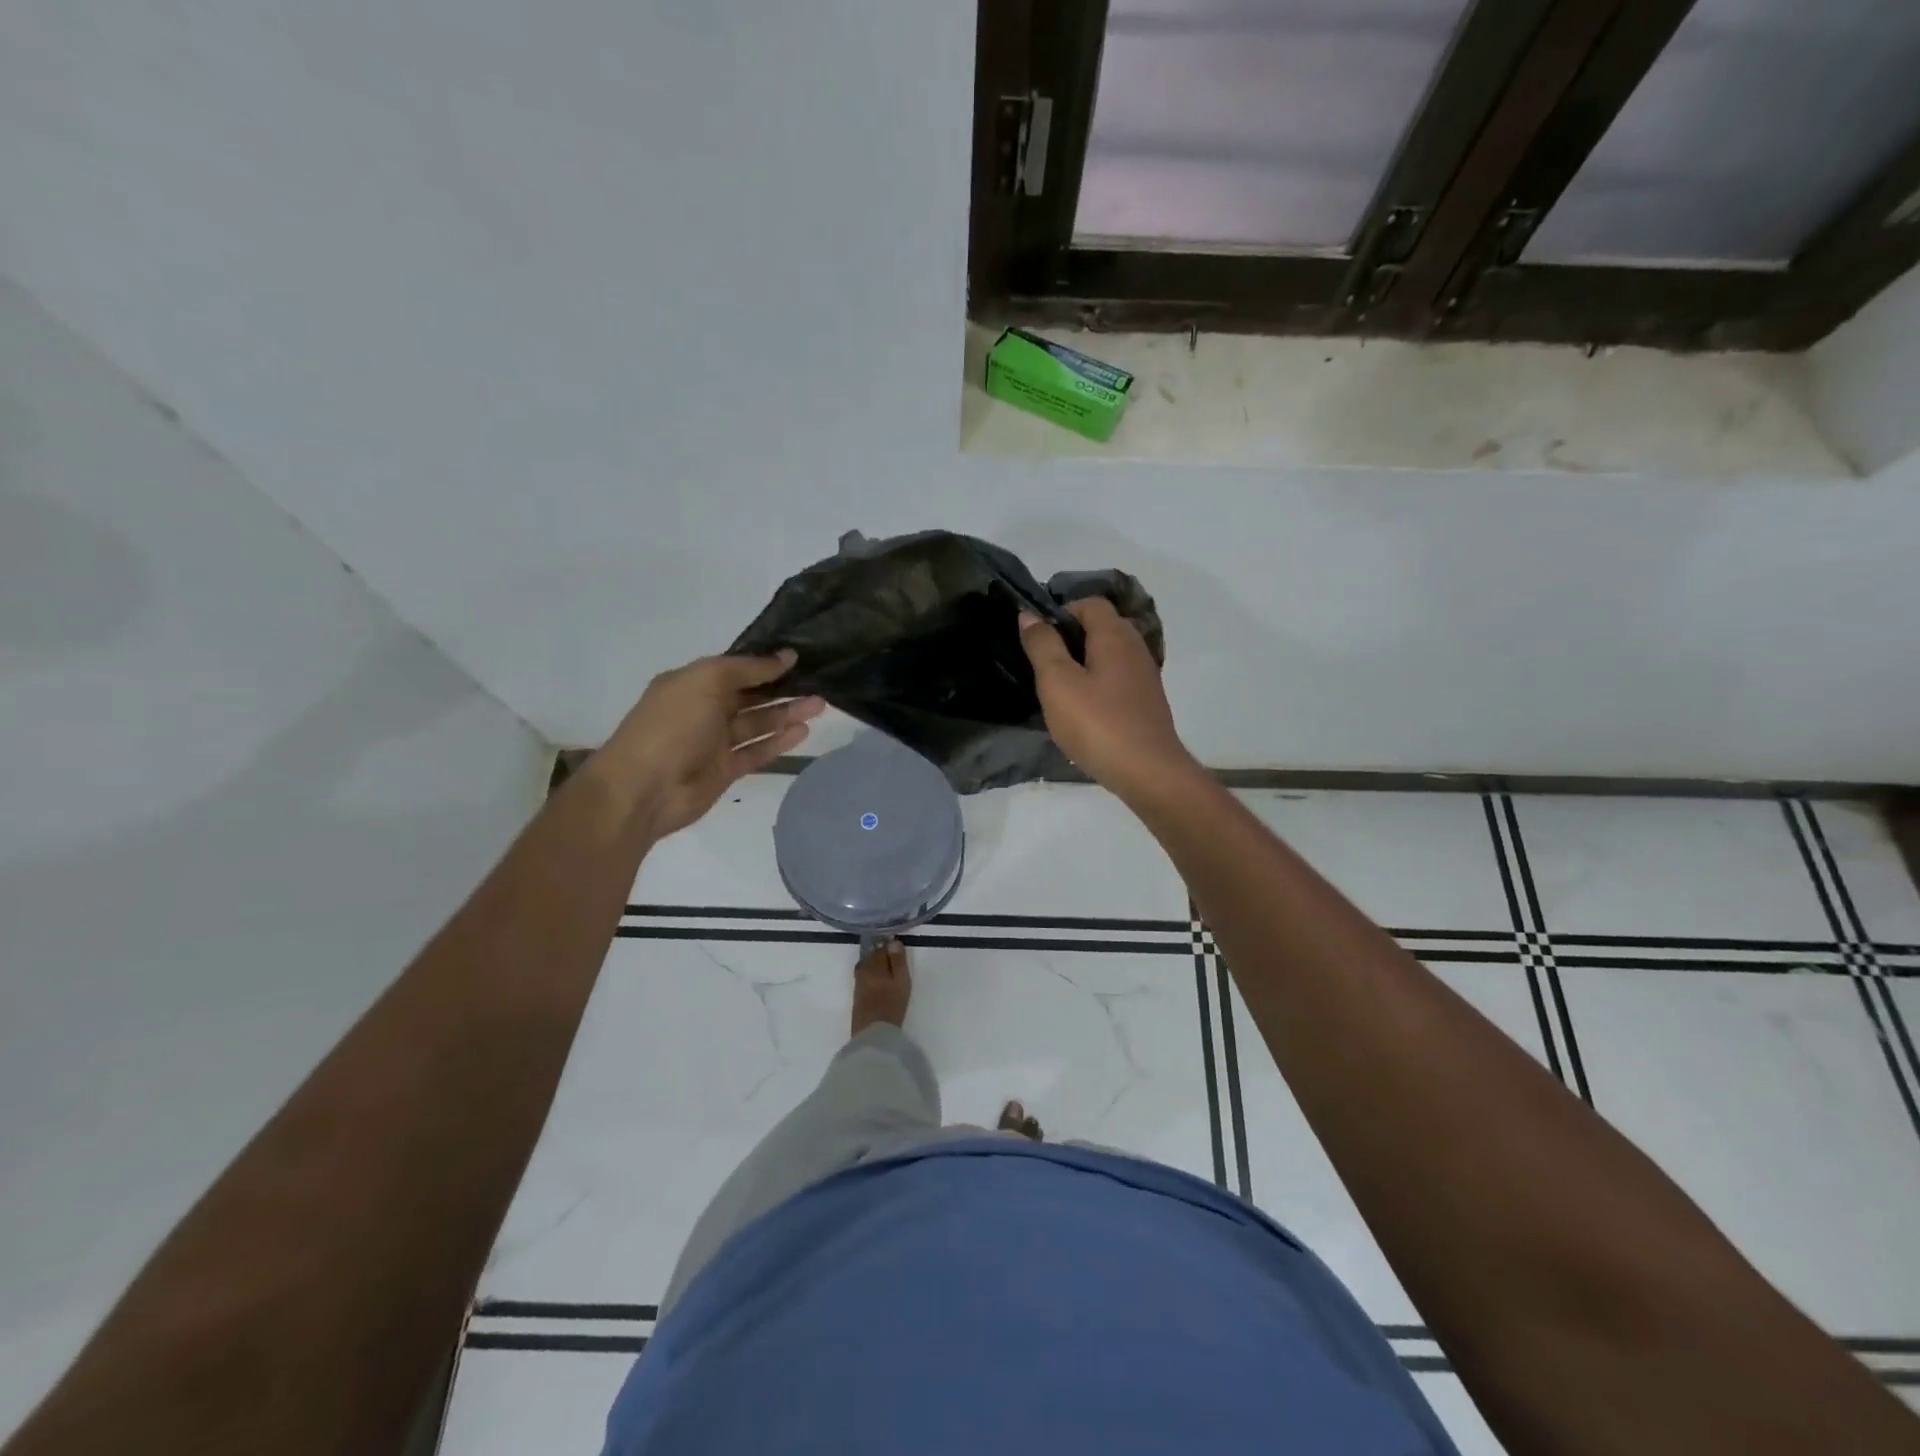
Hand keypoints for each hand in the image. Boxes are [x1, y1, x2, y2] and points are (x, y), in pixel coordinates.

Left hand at [596, 650, 823, 837]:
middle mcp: (703, 710)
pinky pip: (756, 751)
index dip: (766, 663)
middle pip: (750, 696)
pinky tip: (803, 731)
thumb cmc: (672, 725)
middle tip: (819, 682)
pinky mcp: (725, 770)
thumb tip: (786, 656)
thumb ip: (748, 668)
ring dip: (787, 714)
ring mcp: (714, 742)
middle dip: (782, 688)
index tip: (800, 657)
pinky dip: (778, 741)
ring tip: (820, 705)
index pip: (735, 668)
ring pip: (757, 723)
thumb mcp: (707, 681)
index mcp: (692, 683)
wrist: (644, 788)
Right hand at [1019, 598, 1195, 802]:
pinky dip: (1097, 685)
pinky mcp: (1146, 702)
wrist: (1148, 772)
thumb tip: (1029, 615)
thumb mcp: (1058, 682)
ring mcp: (1145, 676)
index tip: (1037, 637)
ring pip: (1109, 655)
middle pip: (1101, 627)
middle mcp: (1135, 648)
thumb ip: (1042, 645)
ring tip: (1058, 689)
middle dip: (1070, 638)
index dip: (1061, 611)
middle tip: (1042, 664)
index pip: (1090, 603)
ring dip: (1083, 664)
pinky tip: (1082, 710)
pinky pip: (1117, 680)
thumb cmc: (1097, 723)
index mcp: (1115, 635)